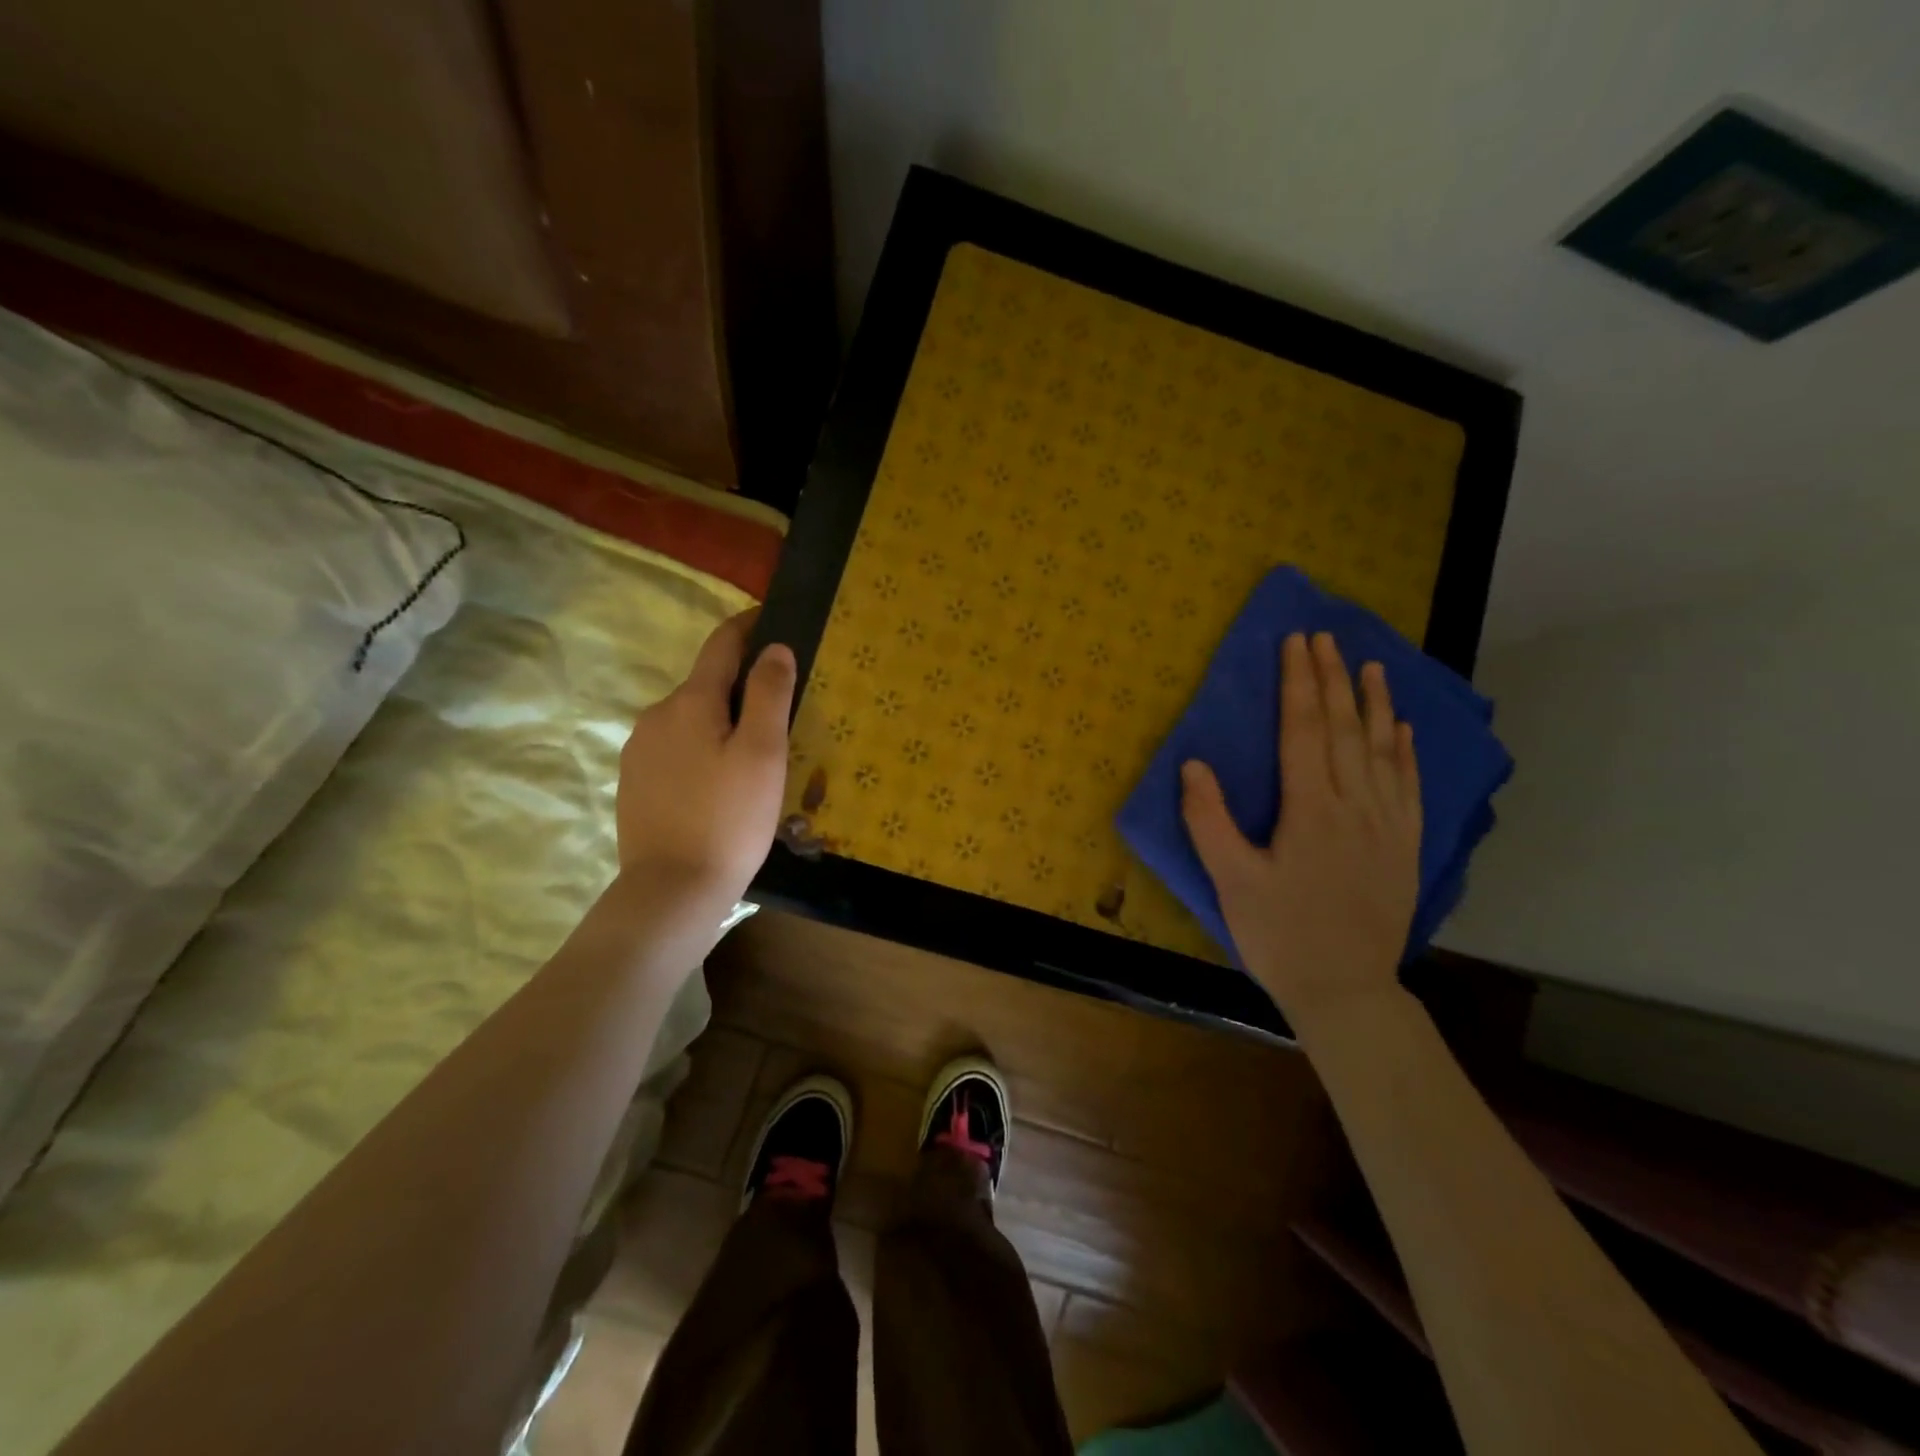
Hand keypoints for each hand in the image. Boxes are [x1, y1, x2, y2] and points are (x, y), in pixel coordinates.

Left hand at [616, 611, 795, 907]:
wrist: (672, 890)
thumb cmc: (729, 819)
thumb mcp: (763, 753)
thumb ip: (768, 693)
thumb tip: (773, 647)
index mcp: (690, 701)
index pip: (722, 644)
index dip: (749, 626)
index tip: (775, 620)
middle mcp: (656, 715)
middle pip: (707, 684)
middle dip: (742, 687)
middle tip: (782, 714)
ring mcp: (639, 750)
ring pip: (691, 720)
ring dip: (721, 724)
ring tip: (755, 757)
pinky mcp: (634, 782)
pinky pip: (676, 749)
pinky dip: (702, 751)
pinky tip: (720, 785)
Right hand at [1180, 631, 1421, 1029]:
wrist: (1346, 991)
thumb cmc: (1280, 935)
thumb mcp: (1231, 882)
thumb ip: (1209, 821)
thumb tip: (1194, 764)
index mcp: (1310, 810)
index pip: (1304, 730)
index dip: (1299, 683)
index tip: (1296, 643)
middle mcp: (1355, 806)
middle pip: (1345, 729)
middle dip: (1333, 679)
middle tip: (1326, 638)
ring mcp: (1387, 826)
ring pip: (1384, 750)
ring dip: (1376, 704)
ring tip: (1371, 665)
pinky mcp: (1406, 847)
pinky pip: (1410, 786)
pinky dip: (1407, 751)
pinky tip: (1404, 728)